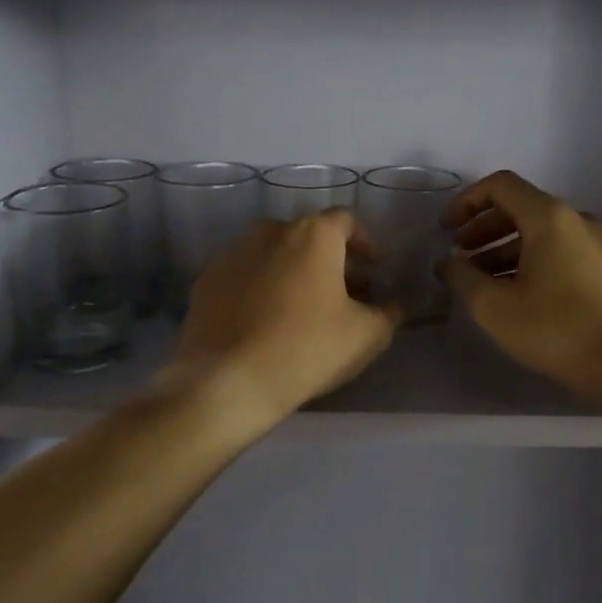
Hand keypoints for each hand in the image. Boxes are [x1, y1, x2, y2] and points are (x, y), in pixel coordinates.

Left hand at [169, 209, 399, 428]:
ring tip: (304, 308)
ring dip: (294, 271)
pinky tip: (266, 321)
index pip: (347, 221)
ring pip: (274, 253)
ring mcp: (233, 253)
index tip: (374, 269)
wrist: (227, 381)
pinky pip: (245, 275)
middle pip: (310, 236)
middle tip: (344, 294)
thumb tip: (394, 303)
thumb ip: (388, 311)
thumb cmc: (307, 349)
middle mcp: (271, 231)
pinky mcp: (207, 279)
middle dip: (331, 260)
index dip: (365, 243)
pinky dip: (261, 287)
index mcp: (313, 234)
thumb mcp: (366, 336)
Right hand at [439, 170, 601, 398]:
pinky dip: (528, 262)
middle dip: (482, 228)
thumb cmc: (557, 329)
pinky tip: (514, 294)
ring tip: (480, 281)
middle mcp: (576, 220)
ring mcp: (596, 245)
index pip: (500, 186)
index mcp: (549, 217)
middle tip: (459, 256)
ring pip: (539, 234)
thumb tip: (449, 262)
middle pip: (520, 208)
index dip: (466, 202)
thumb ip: (462, 277)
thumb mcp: (494, 306)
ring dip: (503, 249)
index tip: (445, 230)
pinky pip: (558, 252)